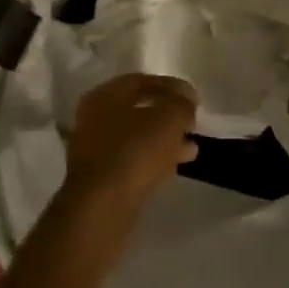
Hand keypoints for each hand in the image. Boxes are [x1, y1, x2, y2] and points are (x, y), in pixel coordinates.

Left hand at [66, 73, 199, 201]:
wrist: (103, 206)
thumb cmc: (135, 151)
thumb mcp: (169, 119)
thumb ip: (182, 104)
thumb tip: (186, 103)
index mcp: (105, 95)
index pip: (142, 81)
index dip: (172, 86)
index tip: (194, 99)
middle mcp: (94, 117)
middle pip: (138, 109)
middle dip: (168, 115)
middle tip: (192, 123)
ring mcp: (94, 148)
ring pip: (137, 136)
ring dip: (164, 139)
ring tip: (191, 148)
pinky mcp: (100, 176)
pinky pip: (132, 159)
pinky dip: (154, 158)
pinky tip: (174, 165)